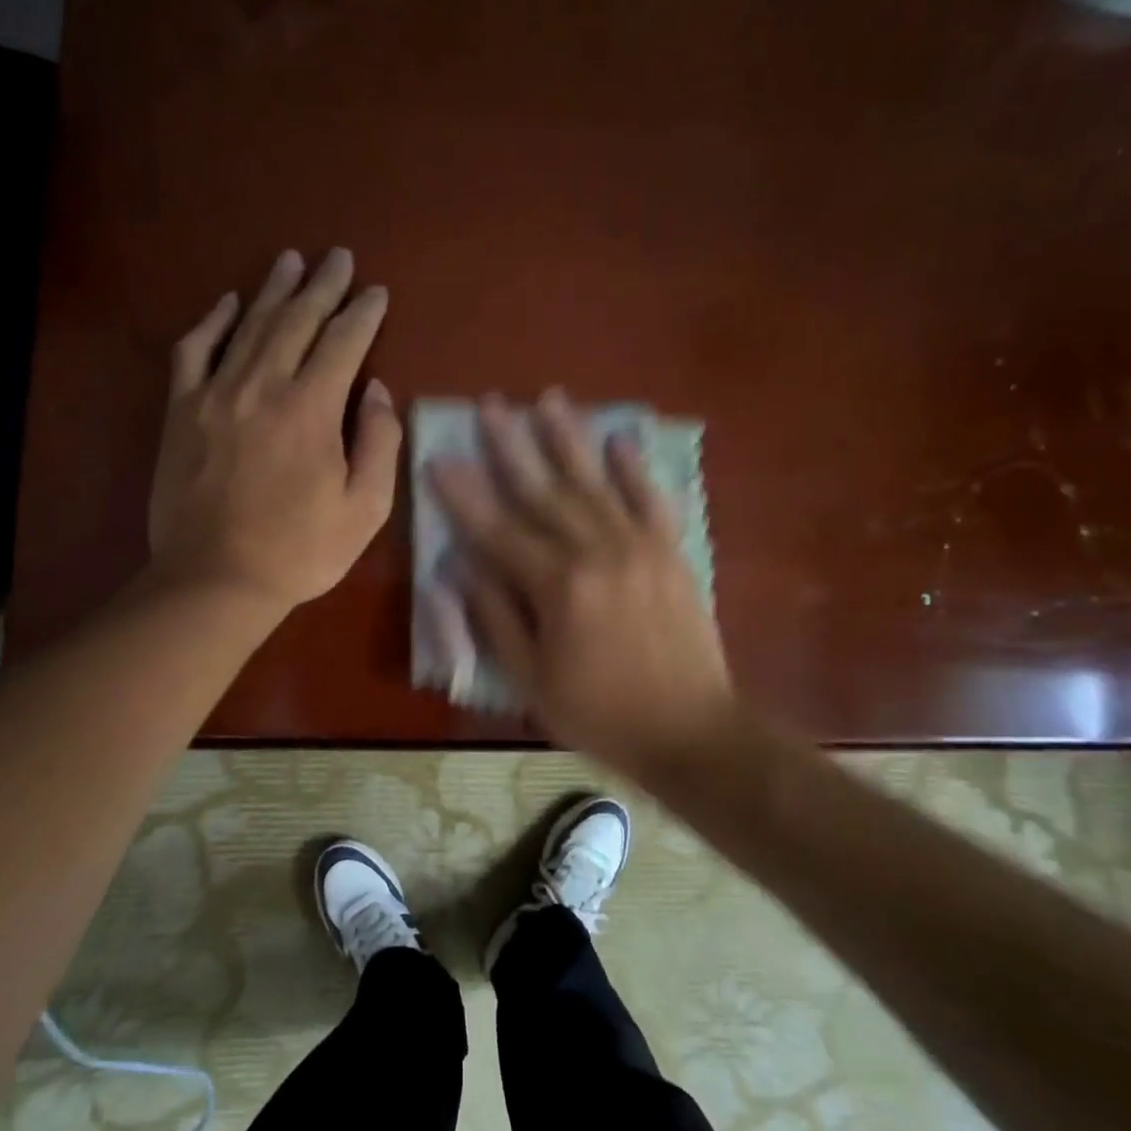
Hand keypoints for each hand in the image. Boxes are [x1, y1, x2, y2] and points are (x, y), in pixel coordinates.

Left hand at [147, 248, 400, 609]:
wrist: (215, 578)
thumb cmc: (299, 550)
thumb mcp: (364, 509)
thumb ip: (379, 444)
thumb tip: (376, 391)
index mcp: (312, 409)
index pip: (344, 342)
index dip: (363, 313)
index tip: (377, 292)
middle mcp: (263, 385)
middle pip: (297, 320)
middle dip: (323, 285)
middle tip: (338, 257)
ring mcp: (215, 394)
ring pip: (249, 325)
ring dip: (274, 290)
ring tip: (291, 261)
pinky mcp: (181, 410)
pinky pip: (194, 350)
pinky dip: (213, 322)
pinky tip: (228, 304)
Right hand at [428, 391, 735, 776]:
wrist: (692, 732)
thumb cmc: (601, 714)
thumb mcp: (531, 681)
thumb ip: (495, 618)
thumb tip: (461, 567)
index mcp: (557, 587)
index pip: (497, 530)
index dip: (464, 495)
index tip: (438, 459)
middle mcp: (597, 552)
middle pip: (544, 491)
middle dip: (511, 445)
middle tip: (489, 405)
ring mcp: (640, 546)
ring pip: (595, 482)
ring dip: (568, 438)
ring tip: (548, 398)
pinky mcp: (672, 552)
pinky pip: (651, 499)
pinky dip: (635, 468)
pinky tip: (620, 438)